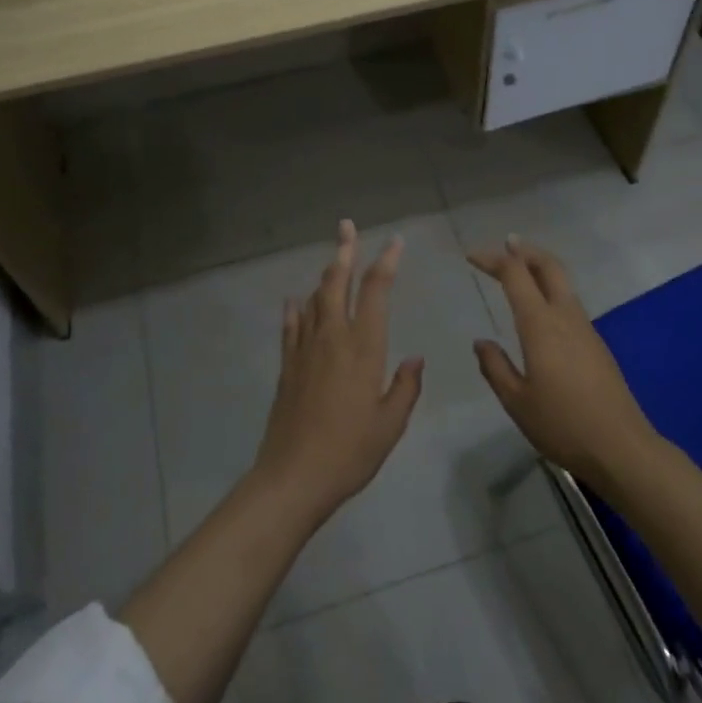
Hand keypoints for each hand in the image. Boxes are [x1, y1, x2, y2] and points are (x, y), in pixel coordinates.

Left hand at [252, 220, 424, 522]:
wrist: (293, 476)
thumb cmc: (350, 452)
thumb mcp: (390, 424)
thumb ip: (405, 387)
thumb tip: (414, 359)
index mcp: (364, 348)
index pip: (376, 291)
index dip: (386, 262)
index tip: (395, 242)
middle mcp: (333, 338)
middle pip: (337, 283)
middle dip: (345, 250)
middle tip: (346, 226)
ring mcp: (305, 349)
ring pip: (315, 299)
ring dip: (325, 275)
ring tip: (333, 258)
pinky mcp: (287, 365)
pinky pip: (291, 326)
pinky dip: (295, 309)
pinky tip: (295, 301)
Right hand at [468, 237, 658, 491]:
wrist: (621, 448)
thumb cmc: (562, 425)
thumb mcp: (516, 401)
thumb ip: (495, 367)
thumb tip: (482, 342)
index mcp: (541, 325)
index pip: (515, 275)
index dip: (493, 259)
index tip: (471, 256)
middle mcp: (565, 317)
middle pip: (548, 266)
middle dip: (525, 250)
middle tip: (505, 244)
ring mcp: (585, 328)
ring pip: (562, 282)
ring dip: (540, 267)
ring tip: (520, 268)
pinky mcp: (596, 344)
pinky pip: (569, 302)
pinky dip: (551, 289)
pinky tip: (540, 308)